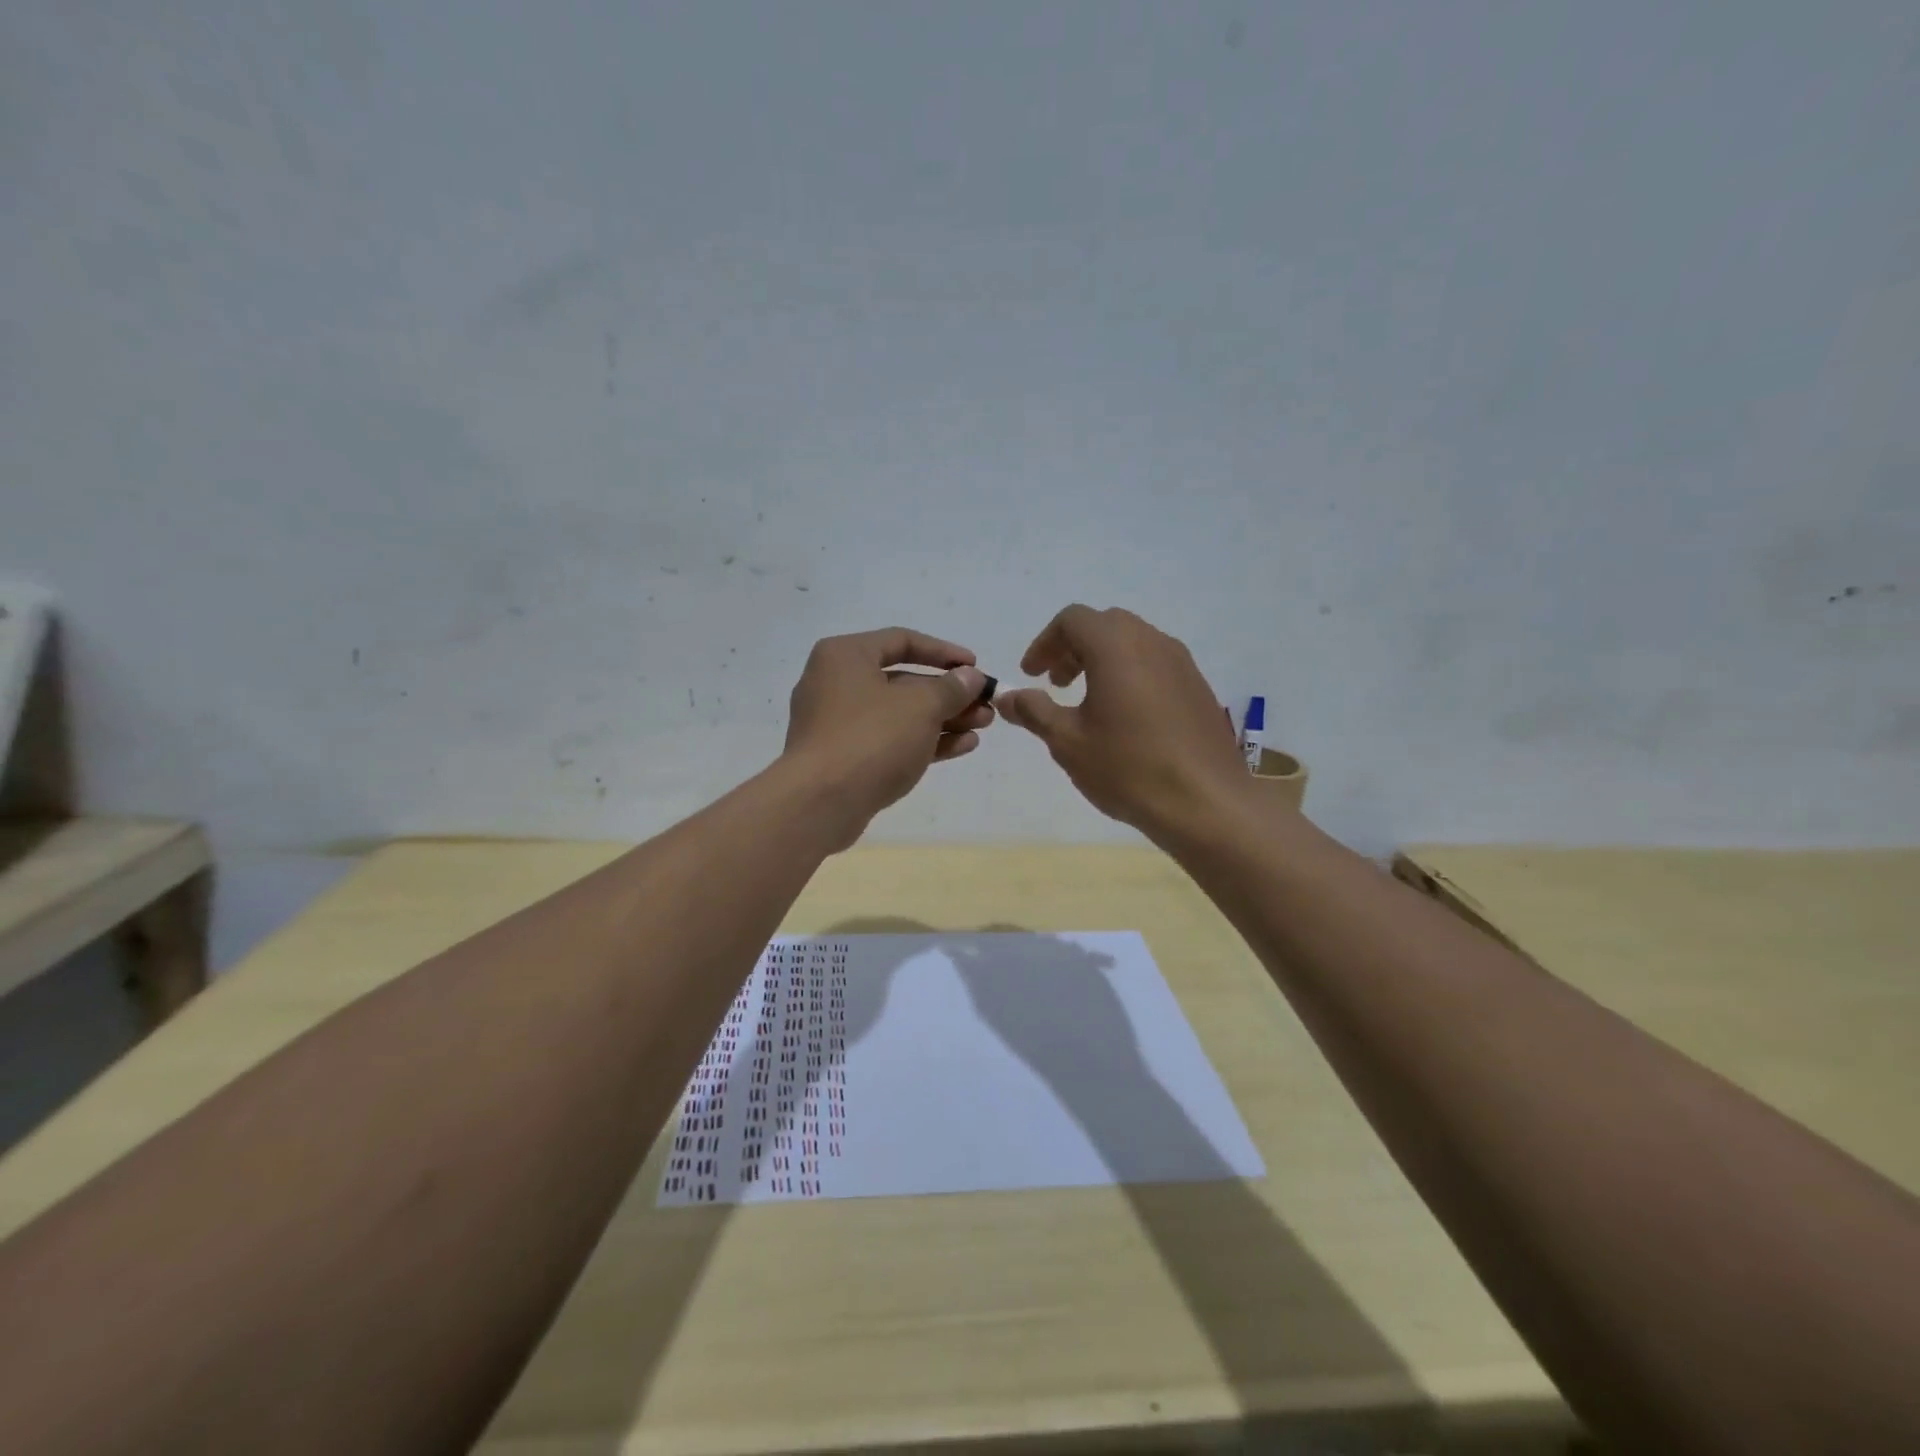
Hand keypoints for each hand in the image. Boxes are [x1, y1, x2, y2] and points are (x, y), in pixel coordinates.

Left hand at [783, 627, 992, 835]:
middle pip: (903, 681)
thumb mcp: (920, 706)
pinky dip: (924, 741)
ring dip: (943, 719)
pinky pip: (890, 741)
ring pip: (900, 714)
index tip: (975, 667)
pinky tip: (963, 746)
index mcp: (845, 656)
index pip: (902, 641)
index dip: (944, 652)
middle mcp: (836, 683)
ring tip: (983, 726)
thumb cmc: (870, 738)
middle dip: (949, 693)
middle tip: (986, 705)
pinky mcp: (845, 758)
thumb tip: (971, 677)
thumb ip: (951, 688)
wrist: (820, 803)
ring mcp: (839, 724)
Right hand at [996, 605, 1246, 840]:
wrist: (1206, 803)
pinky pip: (1156, 664)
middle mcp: (1151, 642)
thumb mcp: (1067, 742)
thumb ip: (1034, 711)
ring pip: (1132, 642)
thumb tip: (1007, 697)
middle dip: (1073, 648)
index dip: (1044, 643)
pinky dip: (1130, 674)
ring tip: (1087, 702)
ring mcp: (1181, 663)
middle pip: (1104, 625)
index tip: (1032, 675)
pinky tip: (1124, 718)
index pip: (1072, 620)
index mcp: (1116, 646)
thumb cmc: (1128, 767)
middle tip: (1056, 684)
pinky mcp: (1198, 687)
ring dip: (1102, 660)